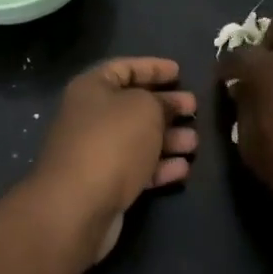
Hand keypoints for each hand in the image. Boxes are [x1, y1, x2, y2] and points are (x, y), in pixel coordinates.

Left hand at [30, 58, 197, 261]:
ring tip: (195, 142)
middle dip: (166, 106)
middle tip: (194, 108)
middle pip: (133, 105)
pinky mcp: (104, 184)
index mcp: (91, 89)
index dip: (152, 67)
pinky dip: (159, 167)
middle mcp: (90, 117)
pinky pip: (136, 168)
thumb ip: (161, 102)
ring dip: (168, 139)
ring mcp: (95, 152)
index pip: (124, 68)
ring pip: (138, 139)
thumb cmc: (112, 142)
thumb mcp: (145, 109)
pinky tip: (183, 168)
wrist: (77, 205)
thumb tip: (168, 105)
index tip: (179, 71)